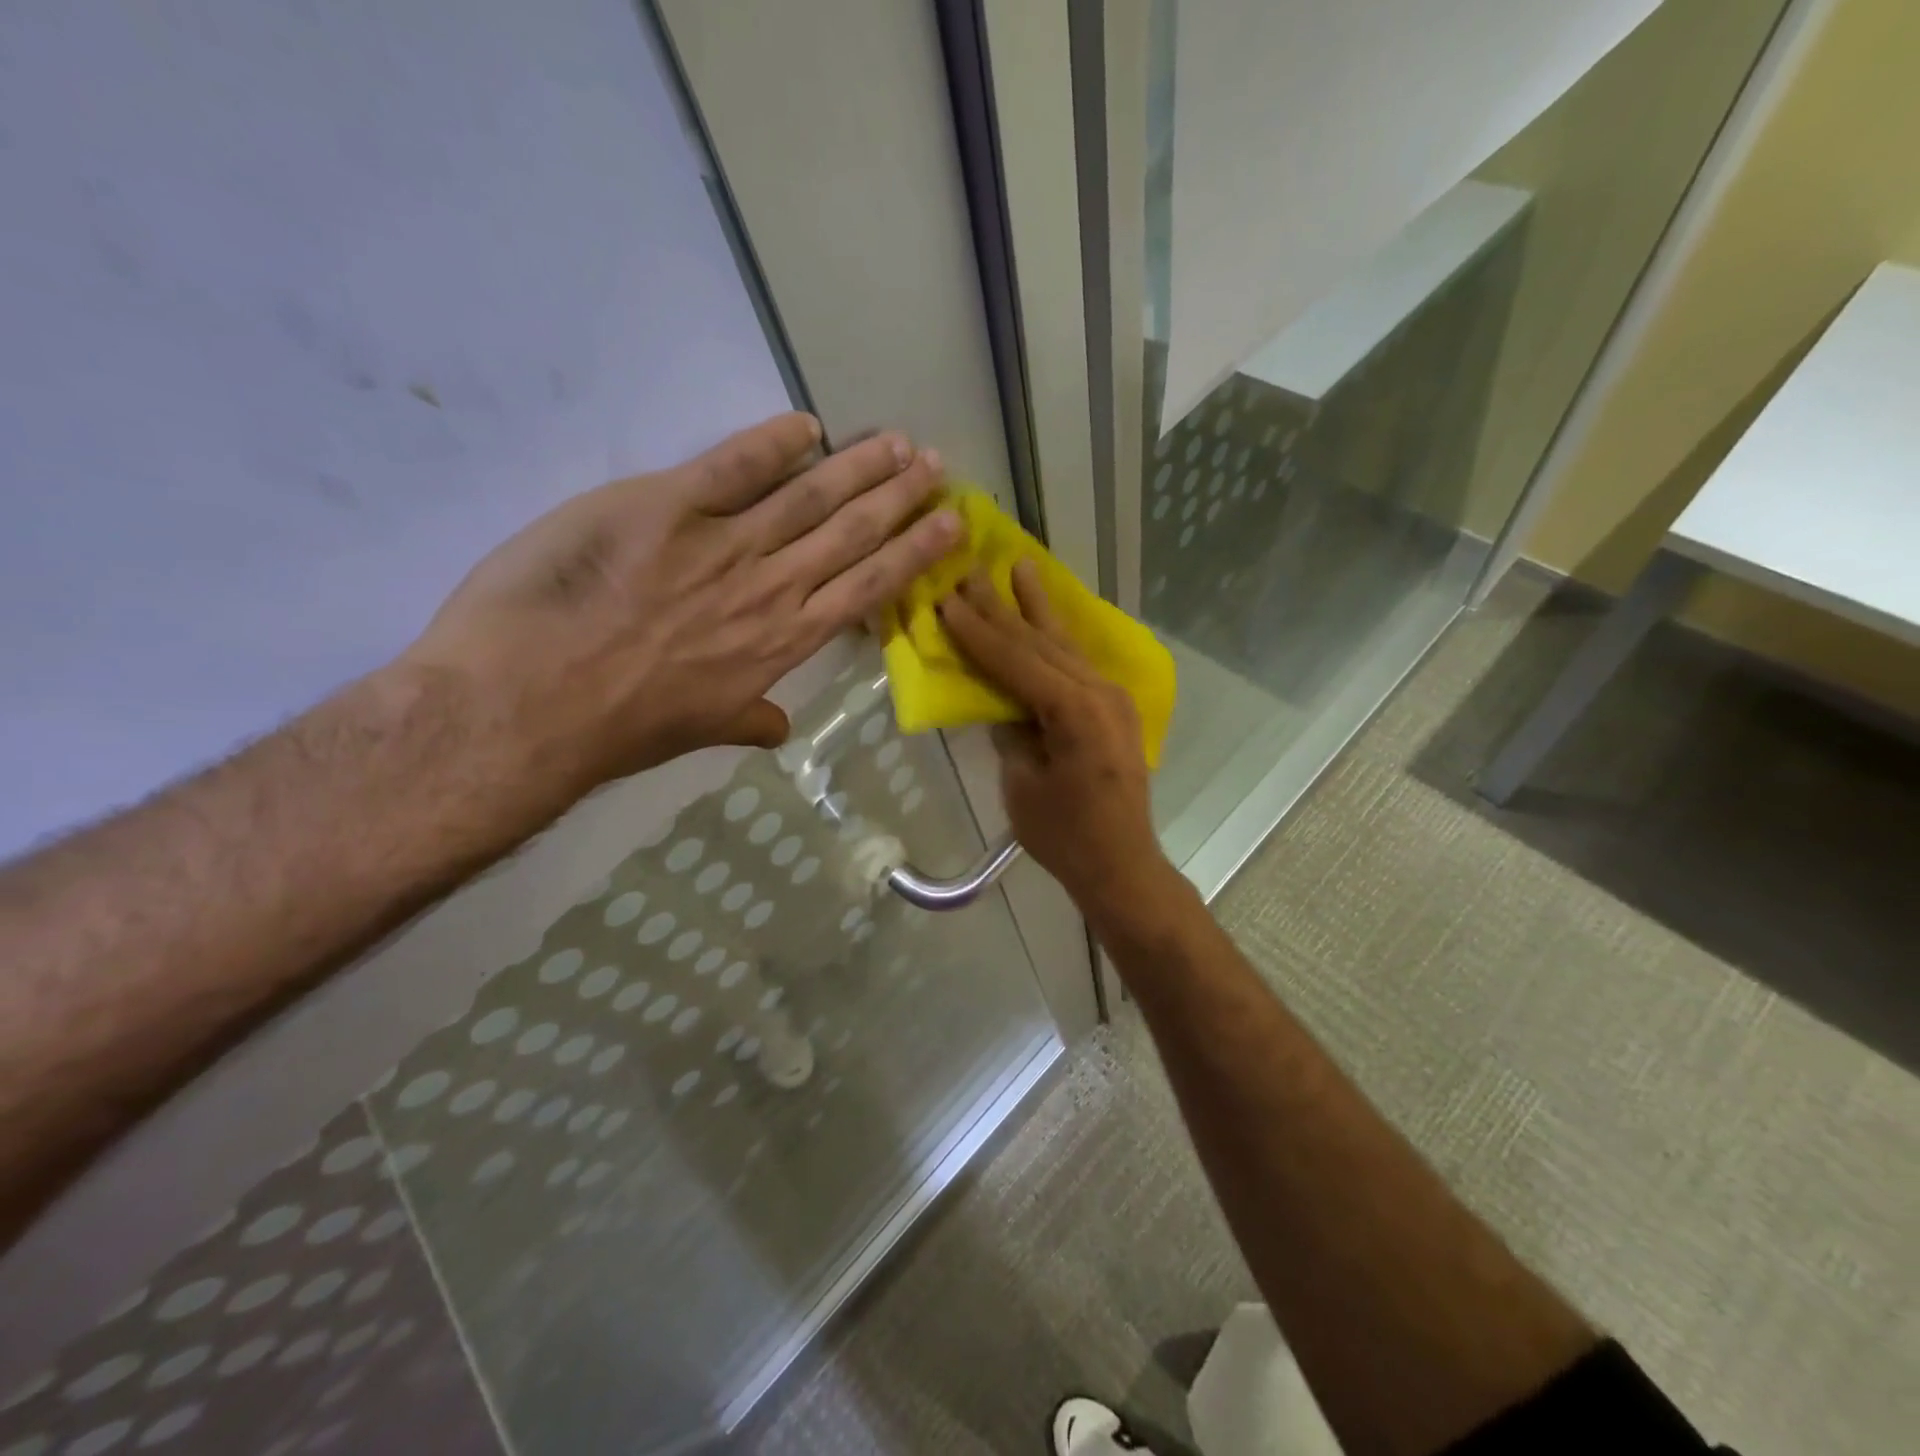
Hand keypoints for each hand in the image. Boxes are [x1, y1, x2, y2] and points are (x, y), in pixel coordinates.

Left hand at [402, 411, 960, 808]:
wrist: (530, 703)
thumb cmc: (617, 727)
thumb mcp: (697, 732)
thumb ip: (745, 719)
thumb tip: (779, 728)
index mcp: (782, 643)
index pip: (866, 588)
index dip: (912, 552)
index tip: (948, 524)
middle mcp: (769, 589)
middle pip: (852, 534)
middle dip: (900, 498)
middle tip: (936, 466)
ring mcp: (720, 545)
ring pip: (808, 496)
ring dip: (859, 466)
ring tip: (898, 442)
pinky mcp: (663, 508)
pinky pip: (730, 467)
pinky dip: (771, 443)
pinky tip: (806, 425)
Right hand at [937, 563, 1173, 916]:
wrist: (1121, 863)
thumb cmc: (1064, 835)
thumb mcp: (1021, 783)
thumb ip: (1010, 731)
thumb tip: (1001, 701)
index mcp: (1074, 710)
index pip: (1015, 660)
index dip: (978, 631)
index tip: (948, 598)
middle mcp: (1099, 692)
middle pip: (1041, 642)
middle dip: (1003, 607)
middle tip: (973, 570)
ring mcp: (1113, 698)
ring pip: (1065, 644)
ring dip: (1038, 608)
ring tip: (1021, 567)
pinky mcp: (1116, 710)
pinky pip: (1079, 662)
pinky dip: (1057, 638)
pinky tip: (1048, 617)